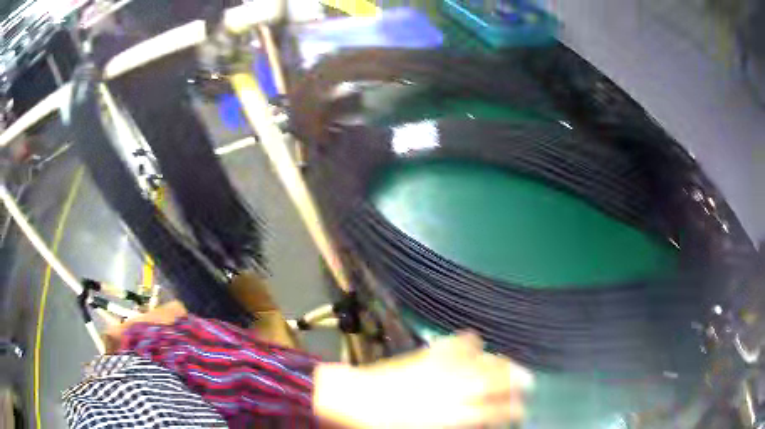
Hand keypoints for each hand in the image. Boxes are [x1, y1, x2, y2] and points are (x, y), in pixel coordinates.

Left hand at [314, 332, 532, 427]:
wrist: (349, 400)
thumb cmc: (382, 428)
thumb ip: (458, 425)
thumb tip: (477, 422)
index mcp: (455, 415)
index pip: (498, 411)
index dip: (515, 409)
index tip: (522, 409)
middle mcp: (455, 390)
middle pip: (499, 381)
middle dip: (519, 381)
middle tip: (528, 382)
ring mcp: (441, 368)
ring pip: (483, 360)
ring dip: (501, 362)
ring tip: (511, 364)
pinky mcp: (426, 355)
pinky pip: (455, 344)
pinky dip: (469, 343)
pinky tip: (475, 344)